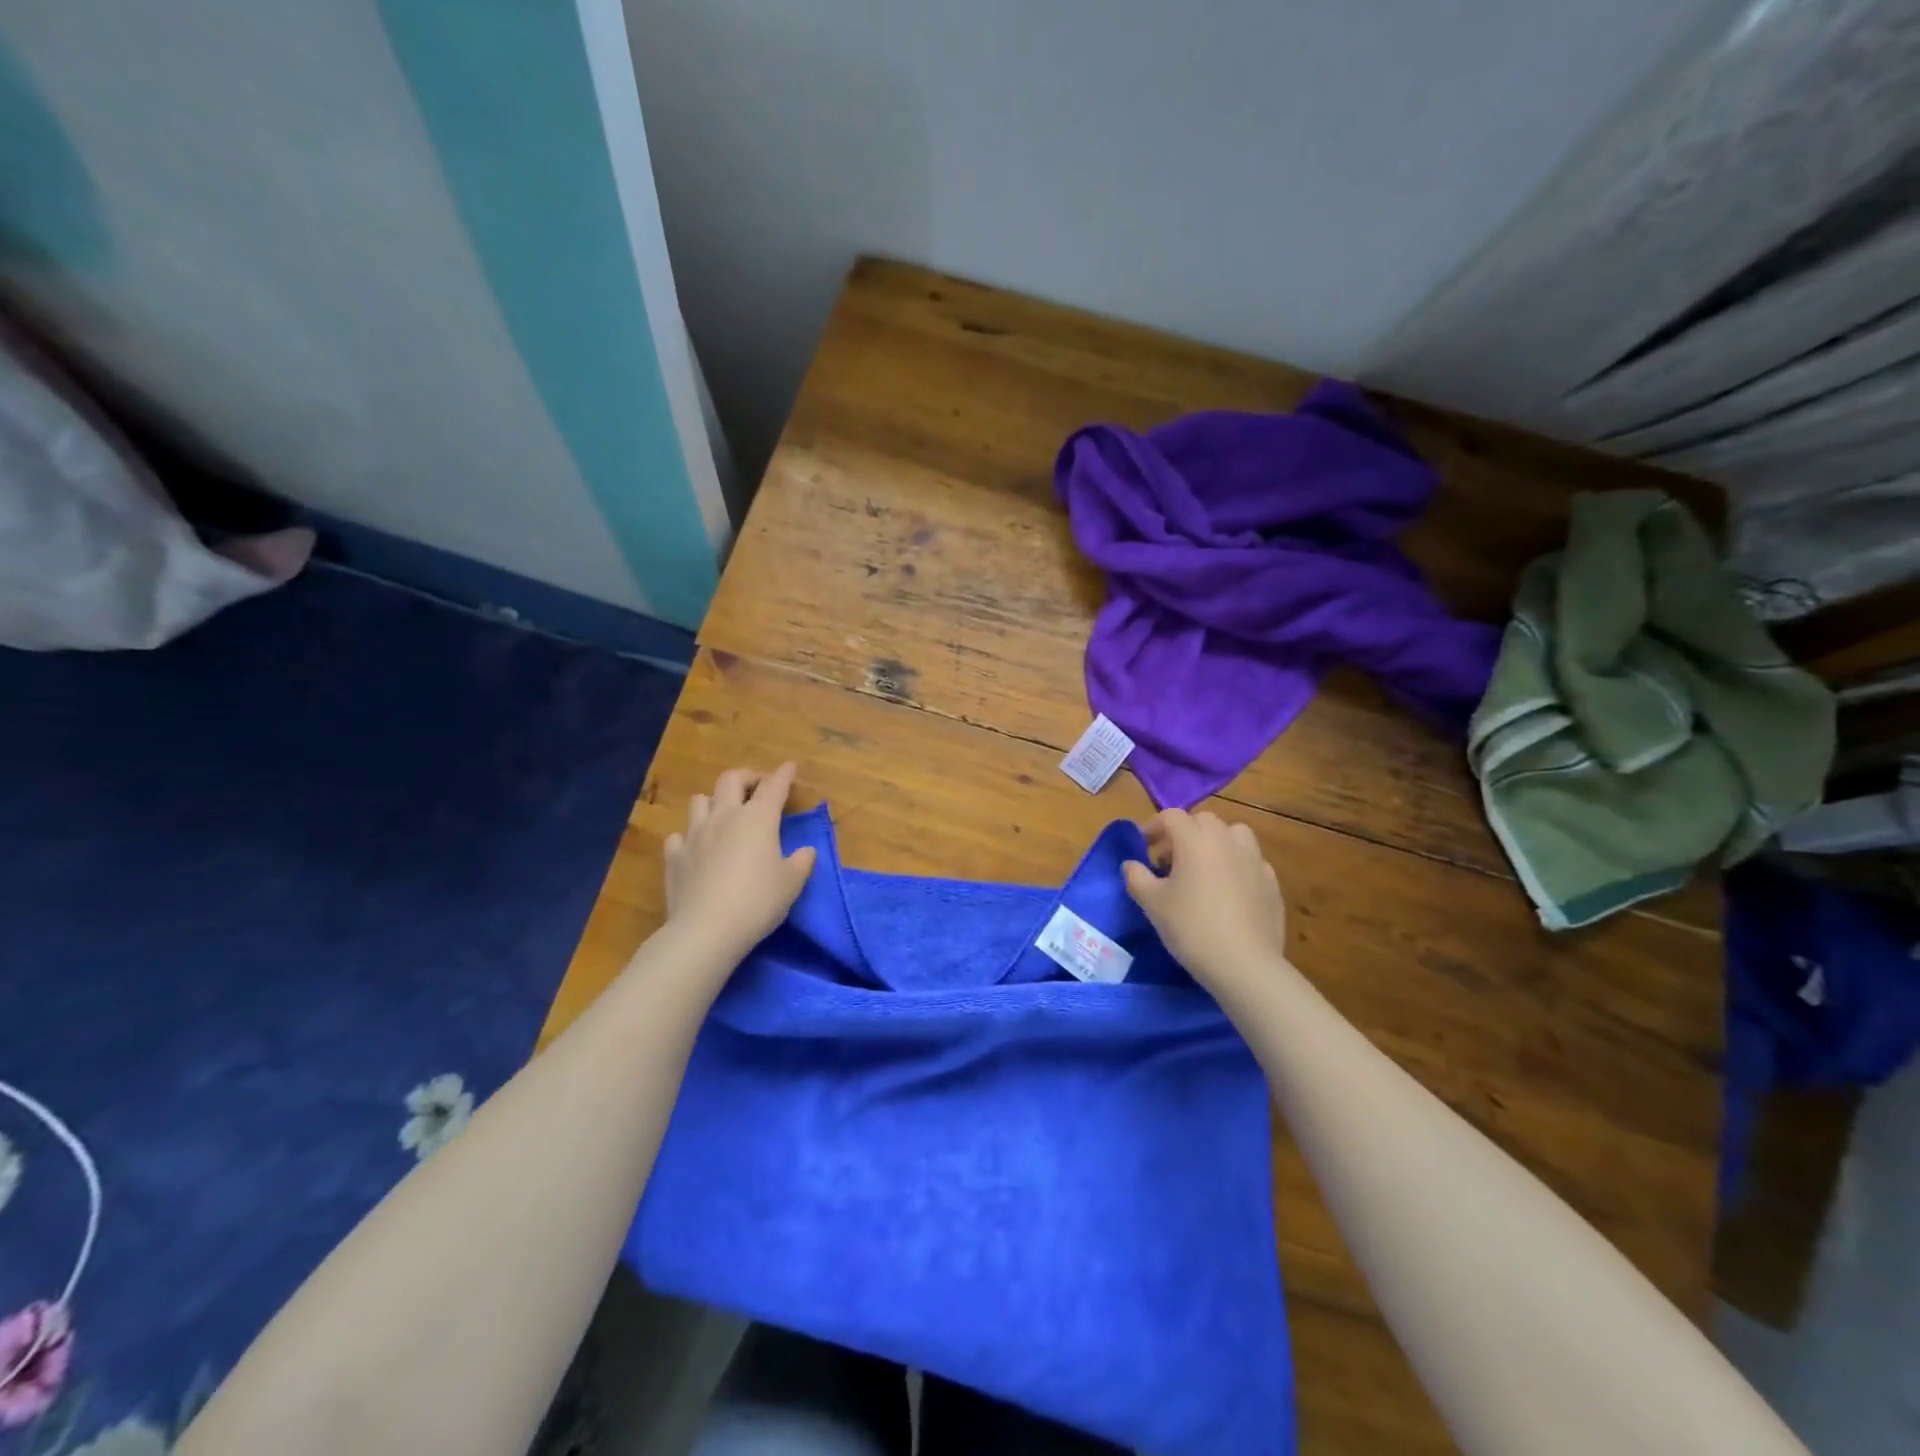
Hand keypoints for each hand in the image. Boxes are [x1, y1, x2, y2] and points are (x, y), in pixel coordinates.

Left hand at [664, 763, 816, 964]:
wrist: (707, 930)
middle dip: (746, 777)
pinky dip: (689, 837)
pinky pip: (678, 835)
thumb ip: (801, 862)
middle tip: (756, 788)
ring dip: (714, 801)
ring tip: (723, 814)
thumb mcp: (791, 883)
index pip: (774, 786)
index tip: (790, 767)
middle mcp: (724, 817)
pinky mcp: (674, 857)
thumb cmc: (758, 901)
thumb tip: (806, 851)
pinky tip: (696, 848)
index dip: (783, 775)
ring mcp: (694, 835)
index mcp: (758, 819)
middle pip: (730, 780)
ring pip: (699, 800)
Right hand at [1123, 809, 1288, 996]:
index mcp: (1195, 840)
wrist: (1244, 964)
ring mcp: (1255, 860)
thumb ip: (1137, 877)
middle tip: (1171, 859)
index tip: (1144, 846)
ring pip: (1234, 835)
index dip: (1154, 826)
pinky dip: (1237, 865)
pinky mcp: (1272, 883)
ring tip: (1204, 868)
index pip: (1172, 816)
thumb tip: (1130, 864)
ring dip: (1216, 842)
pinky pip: (1251, 861)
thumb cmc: (1191, 927)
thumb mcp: (1152, 903)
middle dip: (1185, 832)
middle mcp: (1227, 841)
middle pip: (1204, 821)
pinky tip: (1229, 891)